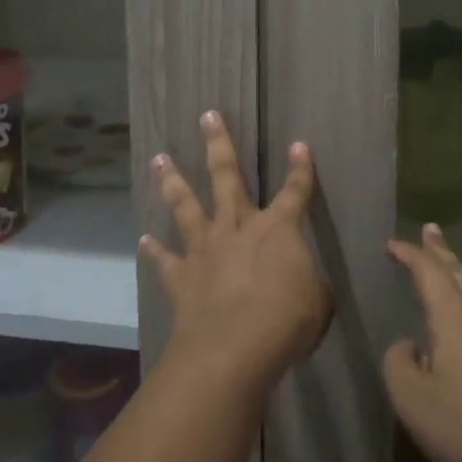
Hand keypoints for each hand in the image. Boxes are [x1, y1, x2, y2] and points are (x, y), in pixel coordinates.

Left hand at [141, 112, 332, 391]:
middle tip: (208, 116)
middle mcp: (237, 227)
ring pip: (186, 206)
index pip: (295, 192)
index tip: (299, 145)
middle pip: (227, 176)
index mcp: (278, 230)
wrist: (235, 346)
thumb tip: (309, 288)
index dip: (300, 169)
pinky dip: (153, 250)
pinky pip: (164, 259)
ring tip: (160, 159)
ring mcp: (205, 248)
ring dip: (173, 181)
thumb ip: (312, 287)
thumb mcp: (318, 304)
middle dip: (219, 144)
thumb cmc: (287, 320)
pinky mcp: (182, 276)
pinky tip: (143, 240)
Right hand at [384, 225, 461, 461]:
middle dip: (441, 251)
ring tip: (460, 277)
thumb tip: (410, 346)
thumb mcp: (412, 402)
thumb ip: (399, 364)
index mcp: (455, 314)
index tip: (392, 246)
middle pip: (461, 272)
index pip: (427, 269)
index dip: (408, 254)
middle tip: (431, 230)